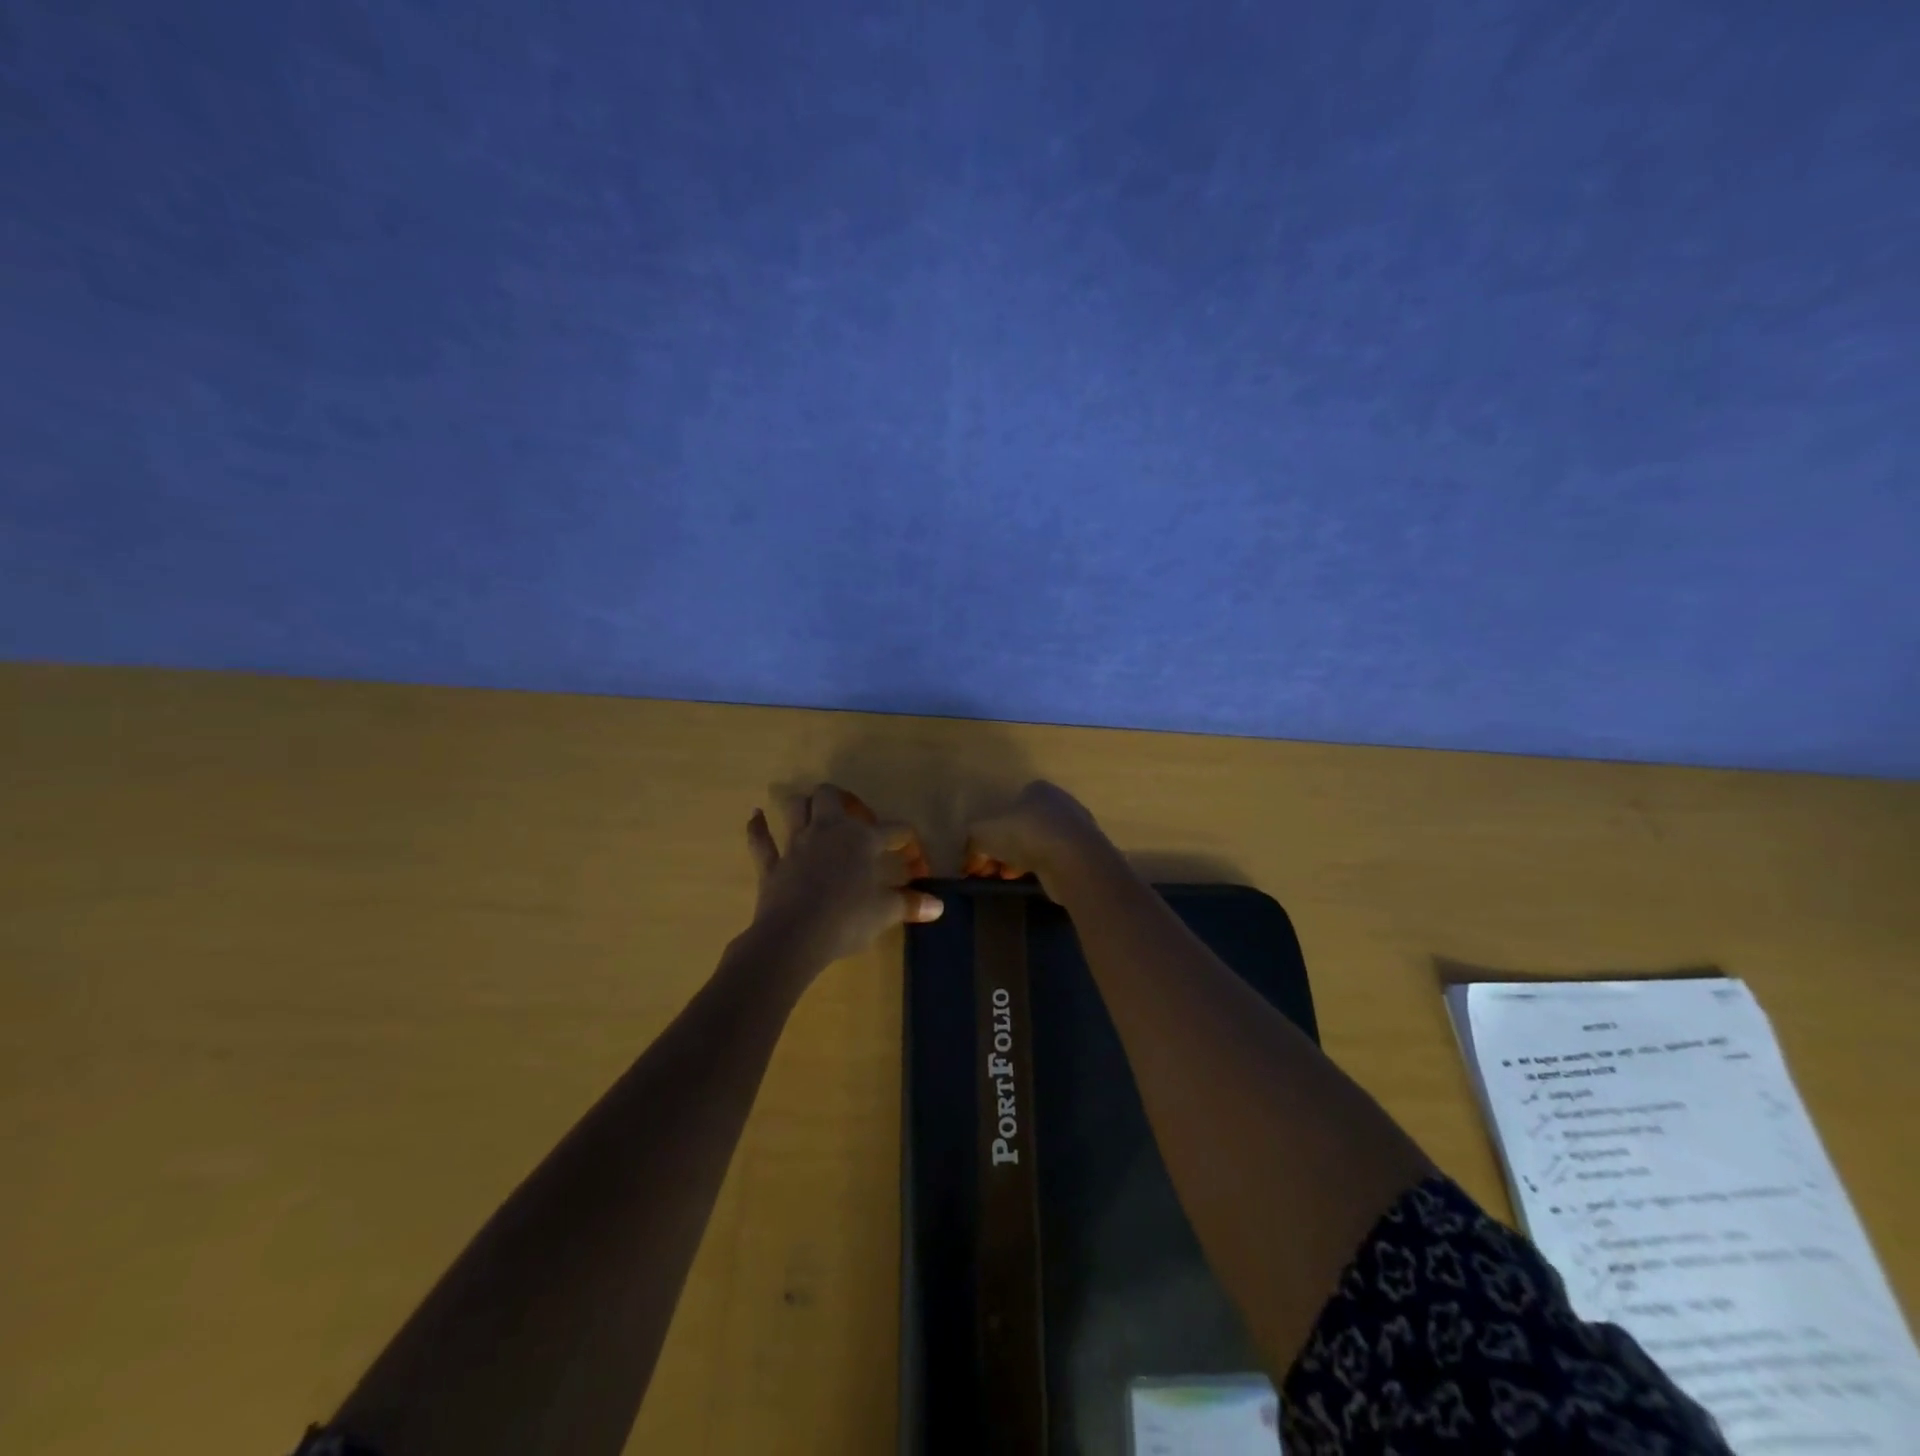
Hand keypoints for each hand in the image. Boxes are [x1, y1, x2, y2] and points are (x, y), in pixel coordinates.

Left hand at [746, 785, 942, 971]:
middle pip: (830, 797)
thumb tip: (938, 906)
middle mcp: (828, 831)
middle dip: (842, 800)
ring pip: (795, 807)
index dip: (908, 843)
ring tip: (809, 809)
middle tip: (853, 817)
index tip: (915, 862)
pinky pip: (760, 839)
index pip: (894, 830)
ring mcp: (796, 844)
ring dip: (801, 804)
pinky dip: (757, 827)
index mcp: (862, 839)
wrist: (795, 936)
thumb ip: (910, 905)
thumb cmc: (847, 919)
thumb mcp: (884, 912)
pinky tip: (756, 816)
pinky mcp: (771, 864)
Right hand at [963, 780, 1118, 899]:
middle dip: (1002, 849)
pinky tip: (1026, 881)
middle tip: (989, 870)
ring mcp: (1075, 828)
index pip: (1006, 807)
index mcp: (1037, 789)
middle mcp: (1059, 803)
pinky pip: (1053, 860)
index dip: (988, 832)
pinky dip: (1038, 869)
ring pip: (1037, 844)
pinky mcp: (1084, 853)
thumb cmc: (1026, 835)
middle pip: (1021, 827)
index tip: (979, 855)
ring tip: (1004, 878)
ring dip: (1017, 861)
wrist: (1074, 861)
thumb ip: (972, 841)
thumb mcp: (983, 833)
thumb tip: (969, 858)